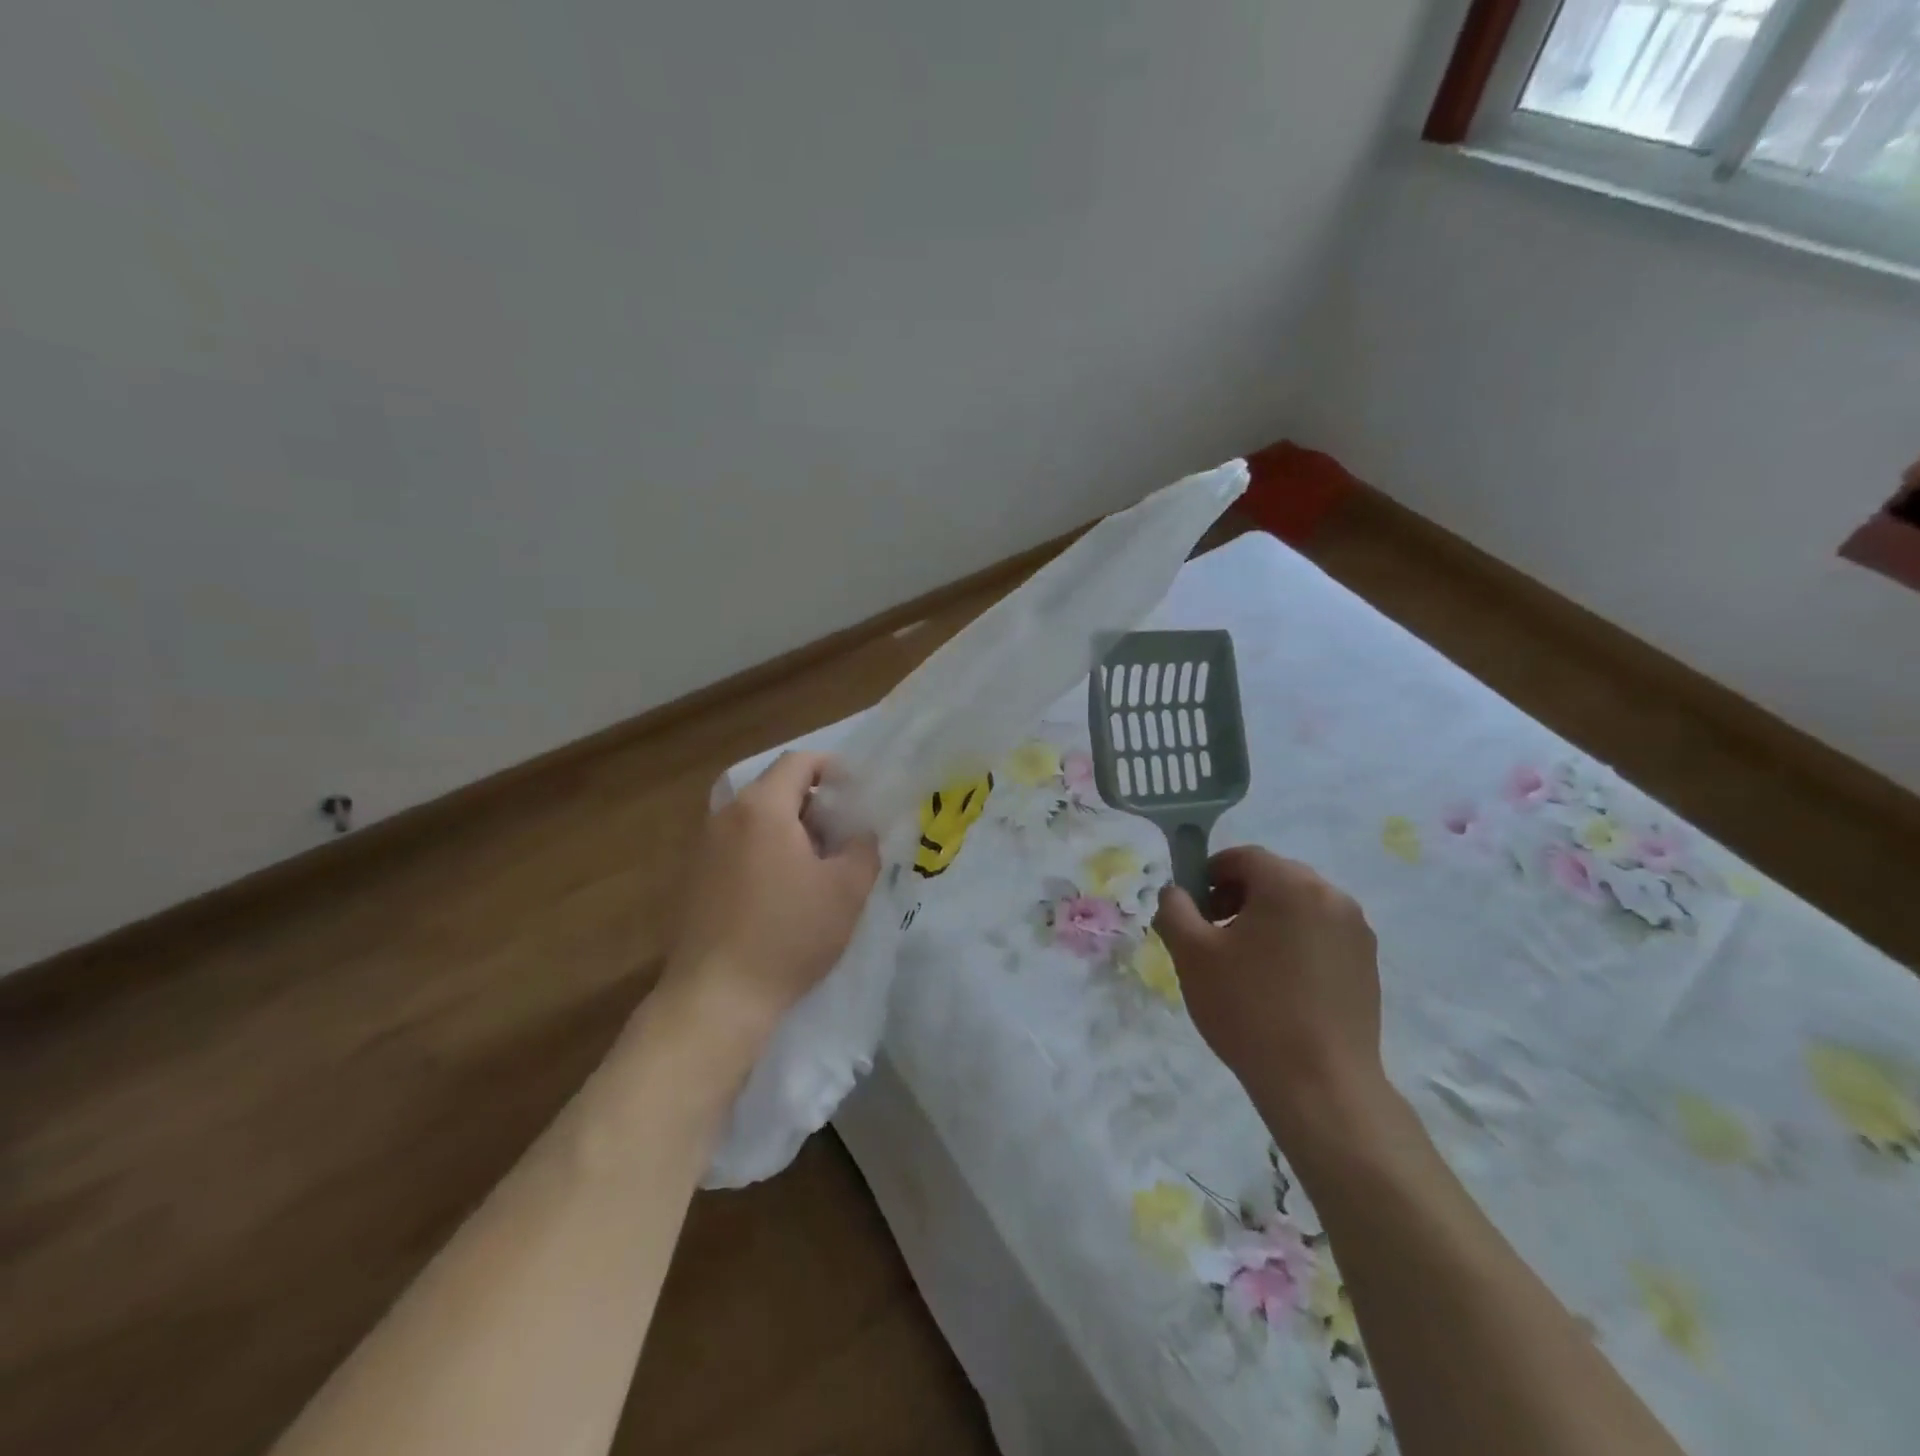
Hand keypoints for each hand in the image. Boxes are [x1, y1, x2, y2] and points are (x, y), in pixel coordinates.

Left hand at [661, 752, 879, 1053]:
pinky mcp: (695, 878)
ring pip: (757, 819)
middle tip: (845, 834)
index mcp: (762, 808)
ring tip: (819, 865)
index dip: (833, 769)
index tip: (857, 795)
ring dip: (791, 829)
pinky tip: (784, 891)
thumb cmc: (788, 934)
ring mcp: (705, 847)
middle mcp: (727, 816)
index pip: (799, 762)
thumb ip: (863, 848)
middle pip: (776, 788)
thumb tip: (859, 833)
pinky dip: (767, 851)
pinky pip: (739, 845)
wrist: (717, 997)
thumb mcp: (847, 890)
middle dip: (815, 803)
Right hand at [1154, 846, 1390, 1147]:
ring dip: (1267, 919)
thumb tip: (1176, 893)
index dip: (1210, 874)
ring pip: (1299, 906)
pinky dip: (1294, 942)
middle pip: (1273, 878)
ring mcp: (1356, 931)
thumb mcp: (1191, 954)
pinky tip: (1278, 984)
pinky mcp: (1368, 964)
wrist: (1321, 1085)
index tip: (1193, 908)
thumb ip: (1174, 909)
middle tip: (1213, 934)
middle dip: (1237, 896)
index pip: (1243, 857)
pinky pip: (1321, 934)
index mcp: (1290, 884)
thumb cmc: (1248, 1009)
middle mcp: (1331, 895)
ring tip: (1245, 963)